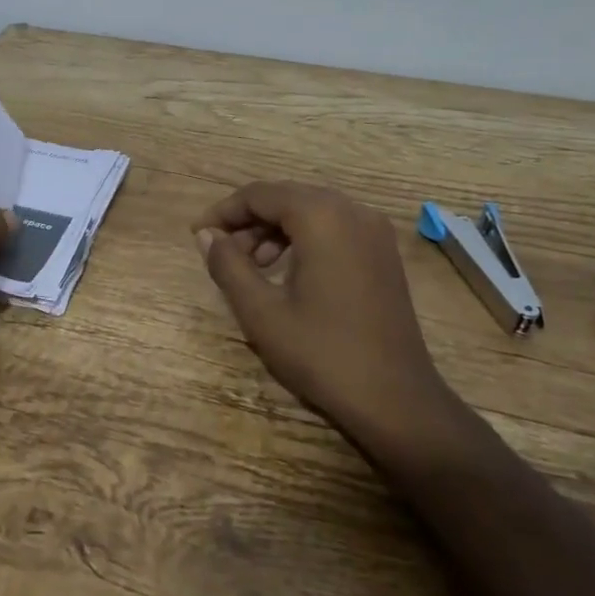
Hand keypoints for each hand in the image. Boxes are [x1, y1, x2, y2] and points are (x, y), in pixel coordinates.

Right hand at [195, 181, 460, 452]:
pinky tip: (286, 271)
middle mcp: (352, 211)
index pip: (259, 194)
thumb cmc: (323, 354)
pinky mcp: (383, 253)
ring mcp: (374, 231)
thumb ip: (228, 265)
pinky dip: (303, 238)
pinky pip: (333, 227)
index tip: (198, 235)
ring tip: (251, 266)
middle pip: (286, 197)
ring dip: (274, 229)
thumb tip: (206, 235)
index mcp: (322, 217)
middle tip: (221, 253)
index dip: (224, 212)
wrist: (396, 400)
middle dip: (248, 220)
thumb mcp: (262, 312)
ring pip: (310, 211)